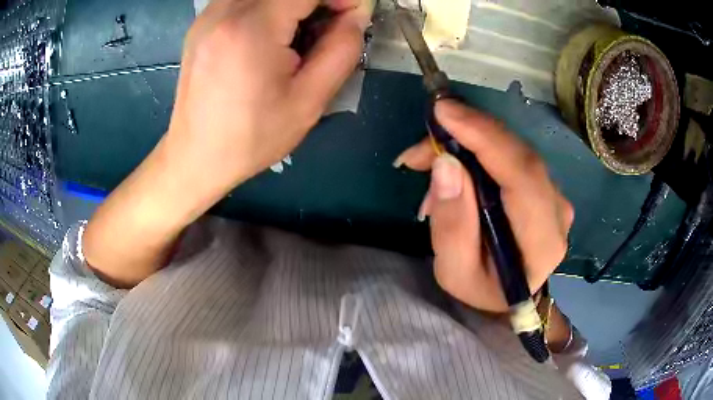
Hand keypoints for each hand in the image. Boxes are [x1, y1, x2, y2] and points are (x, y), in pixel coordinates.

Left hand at [83, 0, 371, 287]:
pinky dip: (267, 7)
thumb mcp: (308, 102)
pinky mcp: (201, 23)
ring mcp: (207, 15)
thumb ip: (342, 50)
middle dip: (315, 0)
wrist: (195, 157)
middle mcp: (224, 10)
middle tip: (326, 25)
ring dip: (291, 4)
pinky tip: (270, 34)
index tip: (350, 16)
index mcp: (251, 28)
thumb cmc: (251, 138)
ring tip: (298, 33)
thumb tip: (356, 16)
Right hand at [395, 100, 573, 312]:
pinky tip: (451, 161)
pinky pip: (511, 155)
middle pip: (518, 156)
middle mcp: (558, 212)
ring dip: (468, 142)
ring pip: (513, 150)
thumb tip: (445, 164)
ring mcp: (555, 195)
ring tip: (426, 157)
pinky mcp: (544, 185)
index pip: (523, 177)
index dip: (485, 138)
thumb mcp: (454, 271)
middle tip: (421, 143)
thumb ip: (452, 224)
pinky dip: (478, 149)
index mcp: (543, 242)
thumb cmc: (481, 288)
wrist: (507, 293)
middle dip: (468, 136)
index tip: (444, 112)